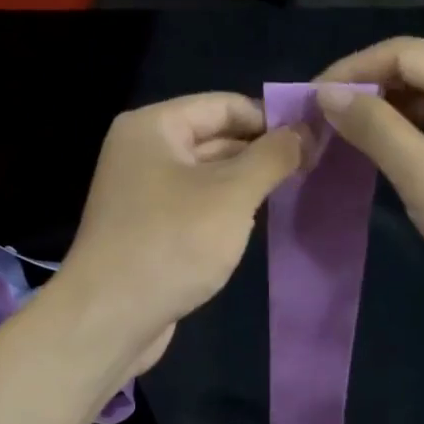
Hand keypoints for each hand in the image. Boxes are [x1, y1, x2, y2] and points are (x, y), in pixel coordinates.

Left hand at [55, 93, 307, 371]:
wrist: (110, 318)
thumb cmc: (172, 243)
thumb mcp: (232, 194)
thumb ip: (272, 157)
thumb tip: (306, 130)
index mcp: (153, 127)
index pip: (224, 105)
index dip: (270, 118)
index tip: (313, 139)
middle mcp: (143, 151)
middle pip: (215, 137)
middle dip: (261, 152)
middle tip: (313, 167)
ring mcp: (143, 192)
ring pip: (208, 174)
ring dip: (247, 182)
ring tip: (295, 191)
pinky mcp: (149, 228)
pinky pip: (196, 205)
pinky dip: (225, 209)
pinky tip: (258, 222)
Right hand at [316, 38, 423, 317]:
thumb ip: (374, 128)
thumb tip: (329, 94)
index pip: (400, 52)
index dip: (350, 70)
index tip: (309, 101)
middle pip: (419, 71)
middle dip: (369, 93)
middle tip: (326, 125)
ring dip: (392, 117)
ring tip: (353, 146)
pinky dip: (418, 137)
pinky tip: (399, 164)